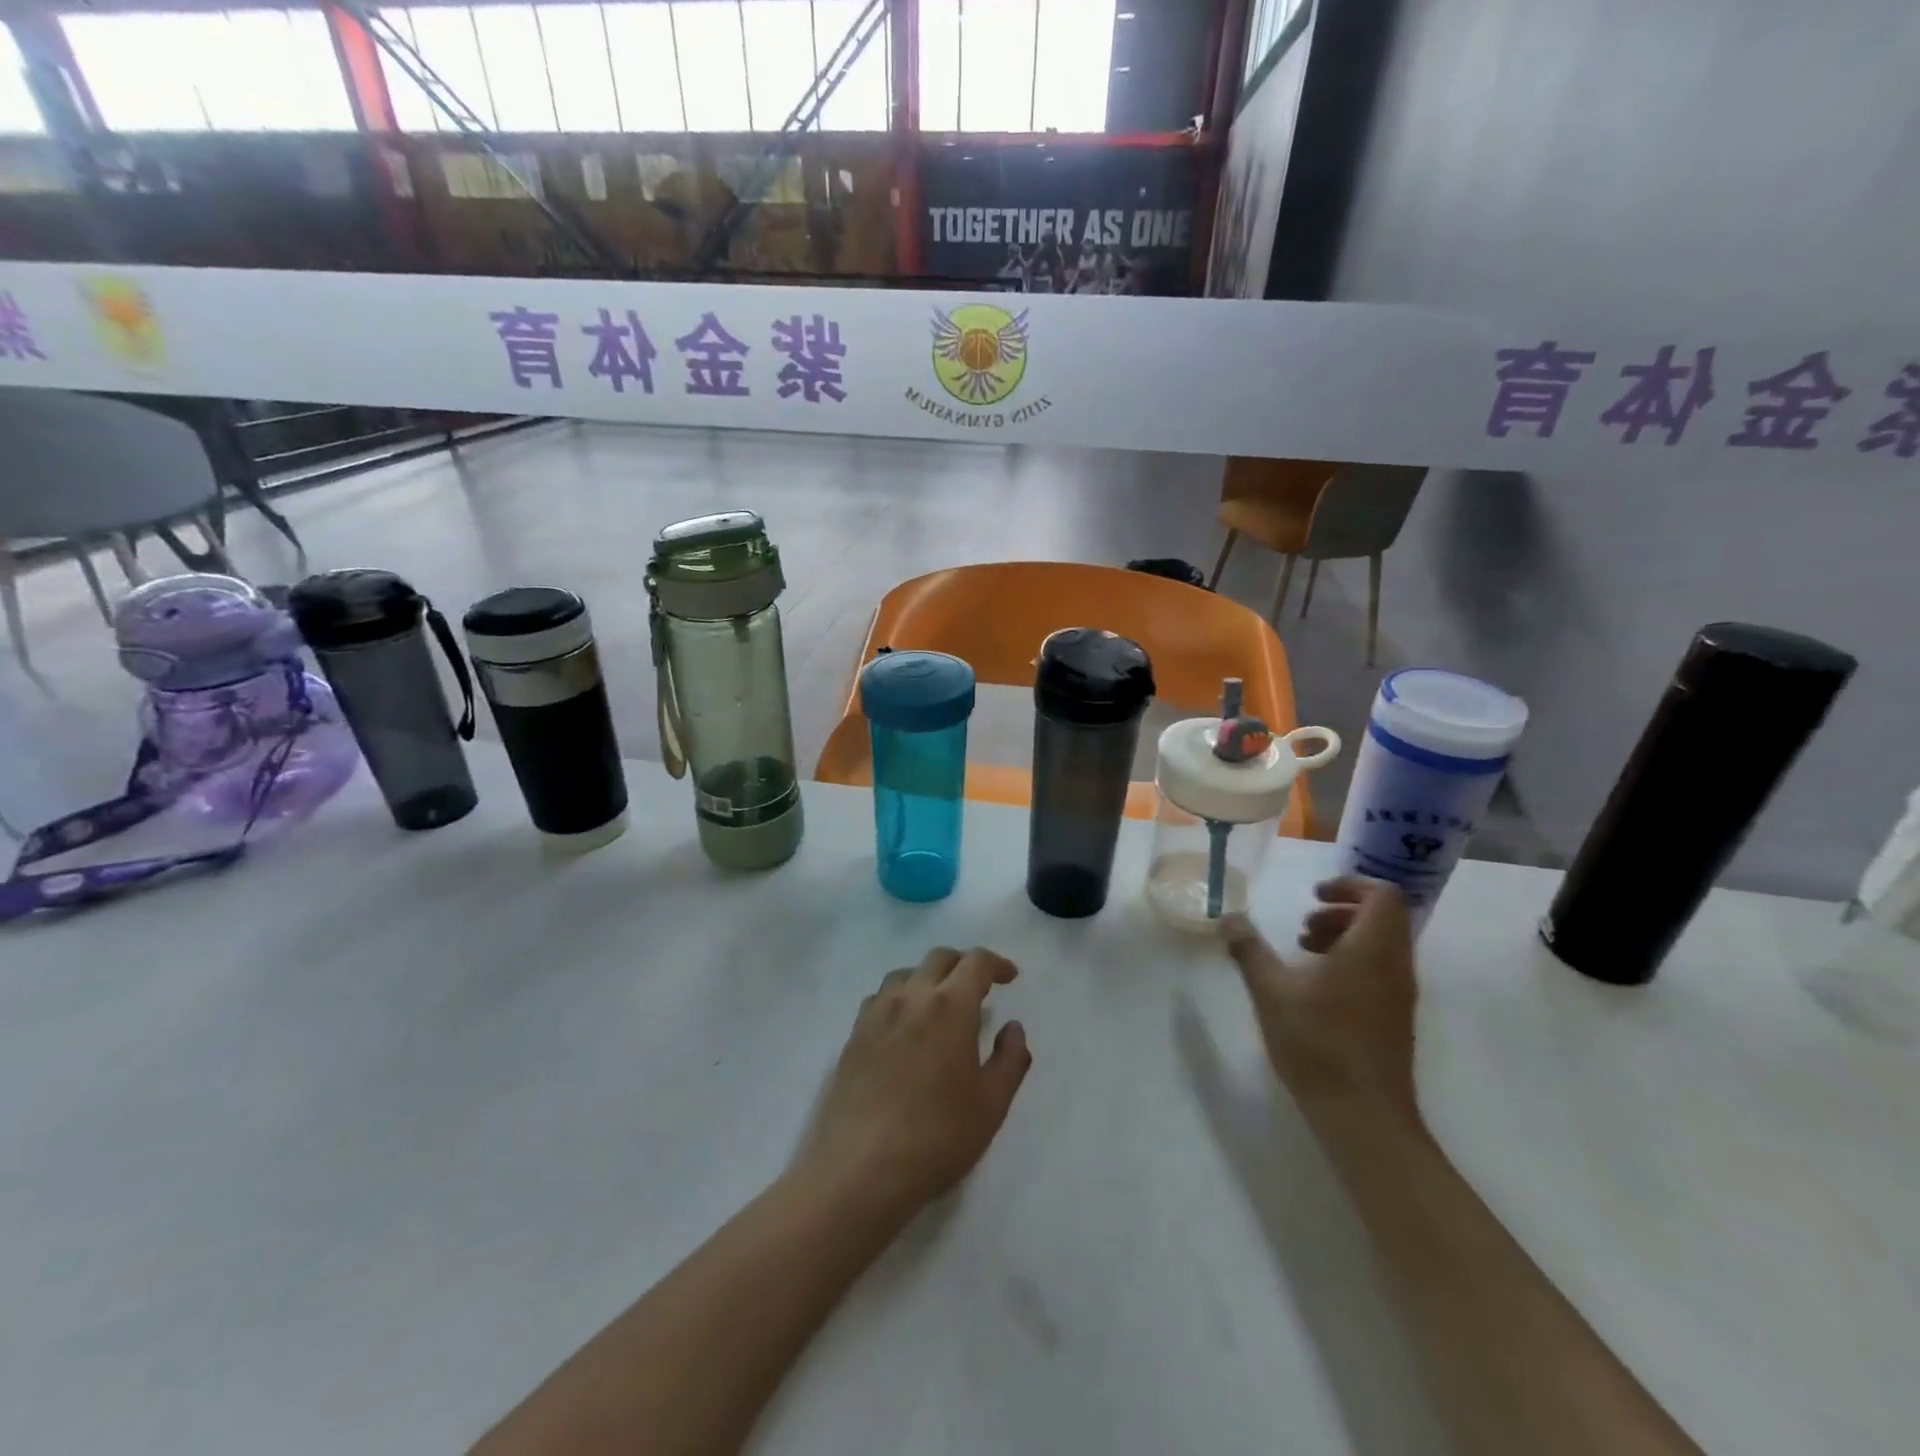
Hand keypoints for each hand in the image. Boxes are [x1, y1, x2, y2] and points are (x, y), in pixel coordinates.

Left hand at [792, 947, 1031, 1223]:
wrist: (860, 1169)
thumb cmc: (937, 1136)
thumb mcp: (991, 1105)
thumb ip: (1010, 1060)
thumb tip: (1012, 1028)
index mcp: (950, 1006)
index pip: (975, 962)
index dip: (996, 963)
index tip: (1009, 977)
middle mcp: (911, 997)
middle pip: (938, 959)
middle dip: (963, 964)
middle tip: (979, 986)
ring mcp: (876, 1014)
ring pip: (905, 974)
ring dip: (928, 978)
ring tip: (940, 1004)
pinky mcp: (853, 1036)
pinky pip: (879, 998)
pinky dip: (900, 998)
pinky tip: (904, 1027)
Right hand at [1220, 876, 1421, 1128]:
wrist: (1364, 1116)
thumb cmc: (1318, 1044)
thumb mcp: (1270, 991)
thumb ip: (1249, 950)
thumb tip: (1229, 918)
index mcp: (1371, 950)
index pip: (1382, 895)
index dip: (1349, 884)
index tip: (1313, 896)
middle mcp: (1395, 967)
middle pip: (1383, 918)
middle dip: (1341, 911)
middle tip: (1302, 928)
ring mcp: (1400, 996)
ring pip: (1382, 945)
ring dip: (1344, 937)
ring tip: (1304, 955)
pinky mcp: (1396, 1019)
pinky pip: (1381, 971)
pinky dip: (1352, 962)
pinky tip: (1316, 989)